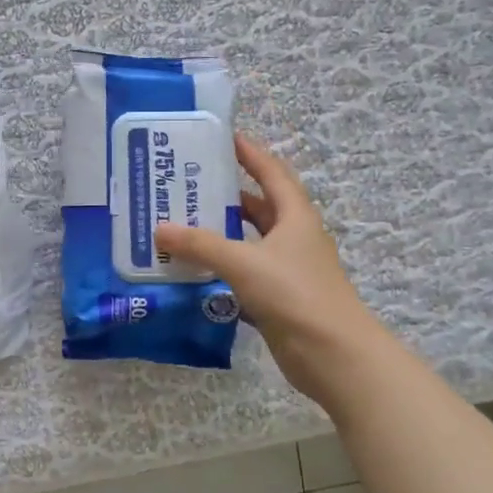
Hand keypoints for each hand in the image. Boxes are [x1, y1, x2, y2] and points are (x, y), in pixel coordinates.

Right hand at [155, 135, 379, 397]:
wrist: (333, 355)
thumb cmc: (295, 294)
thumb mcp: (244, 262)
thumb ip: (200, 244)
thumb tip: (159, 228)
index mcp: (295, 217)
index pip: (271, 173)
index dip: (250, 153)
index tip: (223, 137)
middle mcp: (293, 238)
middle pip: (257, 207)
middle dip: (225, 195)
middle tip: (186, 186)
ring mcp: (286, 270)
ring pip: (247, 243)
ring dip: (219, 236)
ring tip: (180, 225)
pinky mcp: (276, 299)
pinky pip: (242, 276)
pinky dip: (219, 271)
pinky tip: (191, 271)